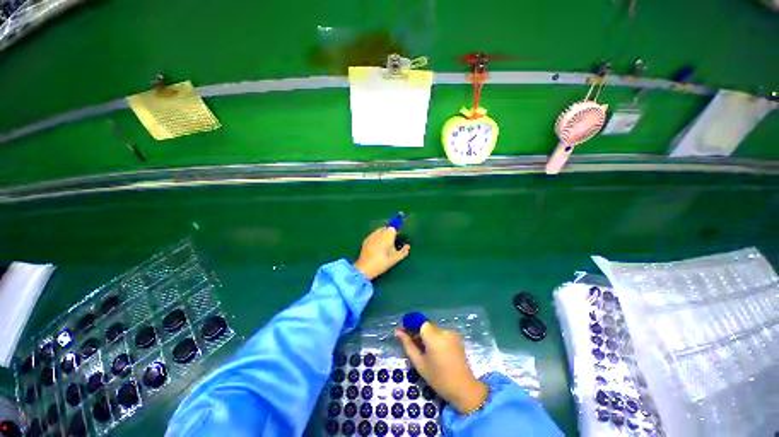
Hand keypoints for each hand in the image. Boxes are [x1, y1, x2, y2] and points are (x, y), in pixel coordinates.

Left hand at [353, 227, 409, 279]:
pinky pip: (373, 236)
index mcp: (388, 234)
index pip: (393, 228)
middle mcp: (379, 232)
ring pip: (378, 232)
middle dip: (388, 234)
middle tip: (390, 244)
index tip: (396, 241)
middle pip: (385, 229)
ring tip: (383, 247)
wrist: (366, 267)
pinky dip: (375, 239)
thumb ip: (404, 251)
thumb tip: (408, 246)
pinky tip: (375, 249)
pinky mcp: (365, 240)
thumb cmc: (383, 261)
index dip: (395, 234)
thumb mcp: (396, 258)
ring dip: (381, 236)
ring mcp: (371, 235)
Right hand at [395, 322, 488, 414]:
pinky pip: (441, 333)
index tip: (402, 331)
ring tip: (421, 349)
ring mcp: (451, 332)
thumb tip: (398, 332)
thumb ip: (408, 345)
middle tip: (409, 342)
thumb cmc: (439, 378)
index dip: (410, 324)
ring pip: (433, 329)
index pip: (418, 322)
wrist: (464, 388)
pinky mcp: (456, 337)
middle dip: (417, 331)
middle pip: (426, 326)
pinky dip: (435, 338)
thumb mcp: (420, 363)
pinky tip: (433, 350)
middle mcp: (443, 330)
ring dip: (425, 335)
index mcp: (434, 336)